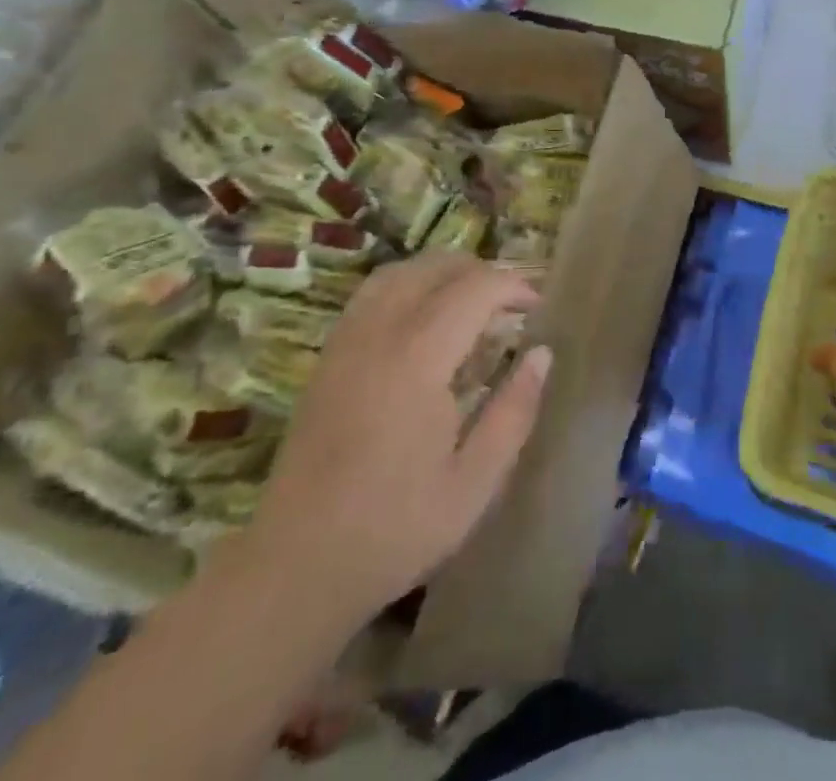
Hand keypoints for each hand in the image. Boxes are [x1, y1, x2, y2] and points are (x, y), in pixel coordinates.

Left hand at [244, 253, 550, 619]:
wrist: (294, 568)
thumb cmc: (394, 530)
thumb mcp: (474, 484)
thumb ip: (514, 411)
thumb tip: (541, 354)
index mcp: (418, 360)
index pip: (474, 290)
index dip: (512, 286)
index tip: (537, 306)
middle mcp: (378, 334)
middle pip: (434, 268)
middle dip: (481, 272)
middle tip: (510, 302)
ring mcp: (346, 342)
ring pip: (398, 272)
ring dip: (441, 272)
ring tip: (470, 300)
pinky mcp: (327, 358)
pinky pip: (371, 294)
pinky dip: (407, 285)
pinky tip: (423, 318)